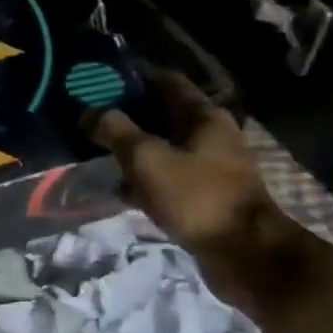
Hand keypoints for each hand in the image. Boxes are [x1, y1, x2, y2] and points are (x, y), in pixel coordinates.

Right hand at [86, 70, 302, 315]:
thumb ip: (115, 131)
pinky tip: (119, 189)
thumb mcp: (147, 159)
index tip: (98, 83)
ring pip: (163, 148)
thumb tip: (88, 112)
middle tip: (90, 119)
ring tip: (96, 152)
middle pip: (163, 115)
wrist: (243, 254)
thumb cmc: (196, 196)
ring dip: (133, 150)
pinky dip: (144, 180)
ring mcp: (209, 167)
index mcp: (204, 116)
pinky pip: (167, 178)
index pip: (165, 81)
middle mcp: (211, 135)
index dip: (132, 78)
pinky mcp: (203, 196)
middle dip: (127, 116)